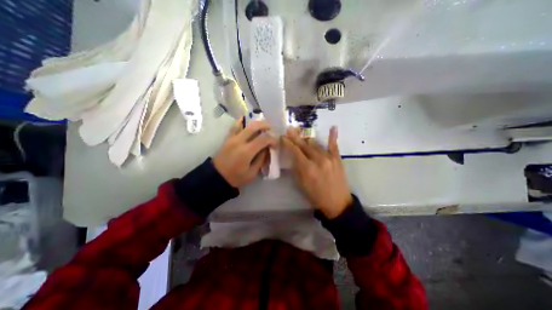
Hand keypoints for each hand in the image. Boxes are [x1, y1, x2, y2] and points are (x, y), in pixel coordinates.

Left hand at [212, 118, 278, 186]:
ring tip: (262, 125)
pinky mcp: (227, 137)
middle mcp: (239, 141)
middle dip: (265, 125)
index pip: (263, 138)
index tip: (275, 144)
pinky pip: (235, 125)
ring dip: (255, 122)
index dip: (272, 139)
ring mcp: (232, 138)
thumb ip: (261, 159)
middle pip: (254, 126)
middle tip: (271, 129)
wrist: (216, 177)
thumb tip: (266, 148)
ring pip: (245, 123)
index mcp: (246, 151)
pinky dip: (243, 121)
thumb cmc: (236, 177)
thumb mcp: (252, 173)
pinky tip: (247, 122)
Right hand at [281, 127, 352, 218]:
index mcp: (307, 168)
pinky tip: (333, 127)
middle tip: (289, 129)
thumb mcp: (301, 185)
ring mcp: (329, 158)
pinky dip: (333, 136)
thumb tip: (294, 157)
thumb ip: (297, 169)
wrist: (337, 203)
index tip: (283, 137)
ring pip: (315, 144)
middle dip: (296, 137)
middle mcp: (318, 160)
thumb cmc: (316, 195)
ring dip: (307, 140)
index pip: (295, 151)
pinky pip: (334, 145)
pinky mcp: (338, 159)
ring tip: (301, 133)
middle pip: (304, 145)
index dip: (288, 143)